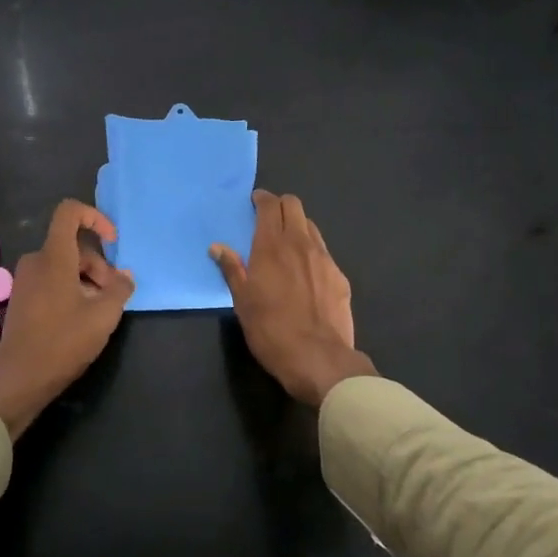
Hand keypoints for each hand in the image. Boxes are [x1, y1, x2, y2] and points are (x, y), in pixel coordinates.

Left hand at [0, 200, 134, 438]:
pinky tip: (81, 318)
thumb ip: (119, 289)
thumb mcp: (103, 316)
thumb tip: (125, 276)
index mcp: (53, 257)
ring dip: (87, 279)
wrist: (20, 380)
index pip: (69, 212)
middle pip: (72, 245)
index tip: (113, 242)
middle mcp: (35, 262)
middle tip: (113, 294)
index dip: (95, 217)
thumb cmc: (63, 343)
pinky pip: (51, 280)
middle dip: (98, 264)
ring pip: (64, 265)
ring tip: (100, 310)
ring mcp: (25, 281)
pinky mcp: (22, 299)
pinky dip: (71, 289)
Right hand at [211, 190, 376, 407]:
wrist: (318, 357)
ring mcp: (324, 259)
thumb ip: (232, 269)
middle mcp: (300, 243)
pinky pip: (323, 252)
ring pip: (311, 227)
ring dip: (297, 226)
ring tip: (287, 243)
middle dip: (280, 205)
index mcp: (272, 246)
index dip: (262, 199)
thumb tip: (217, 247)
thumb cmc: (270, 330)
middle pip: (294, 206)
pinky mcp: (340, 276)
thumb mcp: (242, 301)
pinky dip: (311, 251)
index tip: (254, 202)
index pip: (270, 206)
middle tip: (269, 217)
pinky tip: (305, 271)